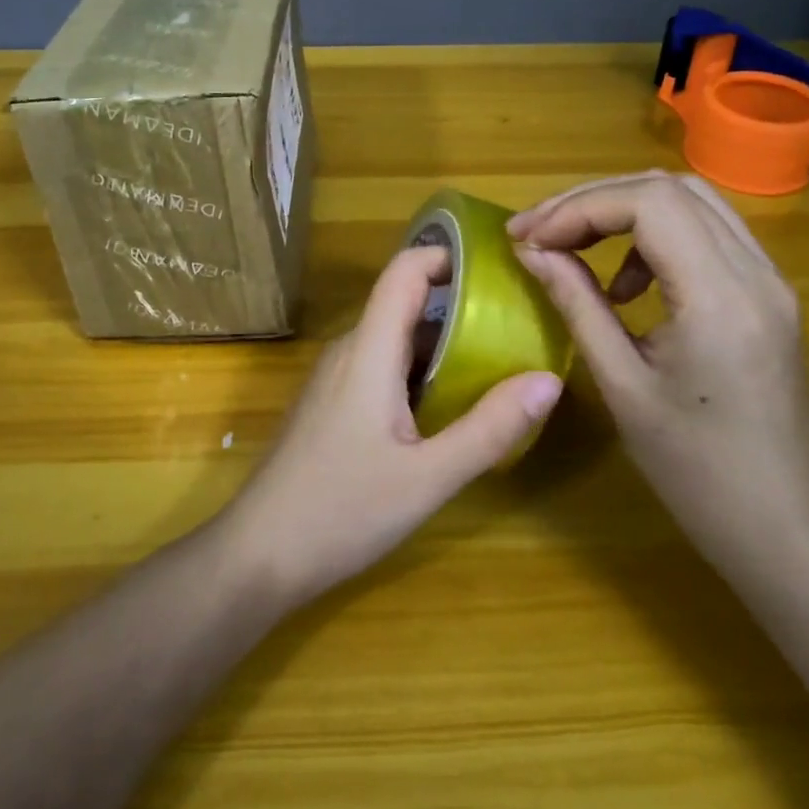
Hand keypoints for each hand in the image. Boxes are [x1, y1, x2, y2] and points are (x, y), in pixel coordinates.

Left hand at [220, 244, 563, 606]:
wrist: (260, 553)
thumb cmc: (342, 510)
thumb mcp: (428, 477)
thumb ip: (489, 428)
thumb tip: (548, 379)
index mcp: (368, 351)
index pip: (403, 272)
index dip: (446, 254)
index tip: (498, 266)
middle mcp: (349, 351)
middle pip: (404, 303)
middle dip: (460, 303)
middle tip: (517, 319)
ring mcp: (336, 378)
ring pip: (394, 339)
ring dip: (442, 341)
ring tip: (497, 357)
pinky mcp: (332, 404)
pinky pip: (382, 367)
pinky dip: (420, 370)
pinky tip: (450, 402)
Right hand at [509, 171, 808, 574]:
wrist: (778, 523)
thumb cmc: (692, 468)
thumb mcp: (620, 384)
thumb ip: (576, 303)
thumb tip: (532, 251)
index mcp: (721, 298)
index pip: (649, 204)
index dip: (578, 208)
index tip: (528, 237)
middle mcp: (756, 272)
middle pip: (669, 188)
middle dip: (593, 200)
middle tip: (539, 231)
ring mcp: (770, 280)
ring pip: (691, 201)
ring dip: (623, 210)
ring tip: (574, 249)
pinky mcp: (768, 293)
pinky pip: (708, 233)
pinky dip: (656, 235)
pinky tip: (627, 284)